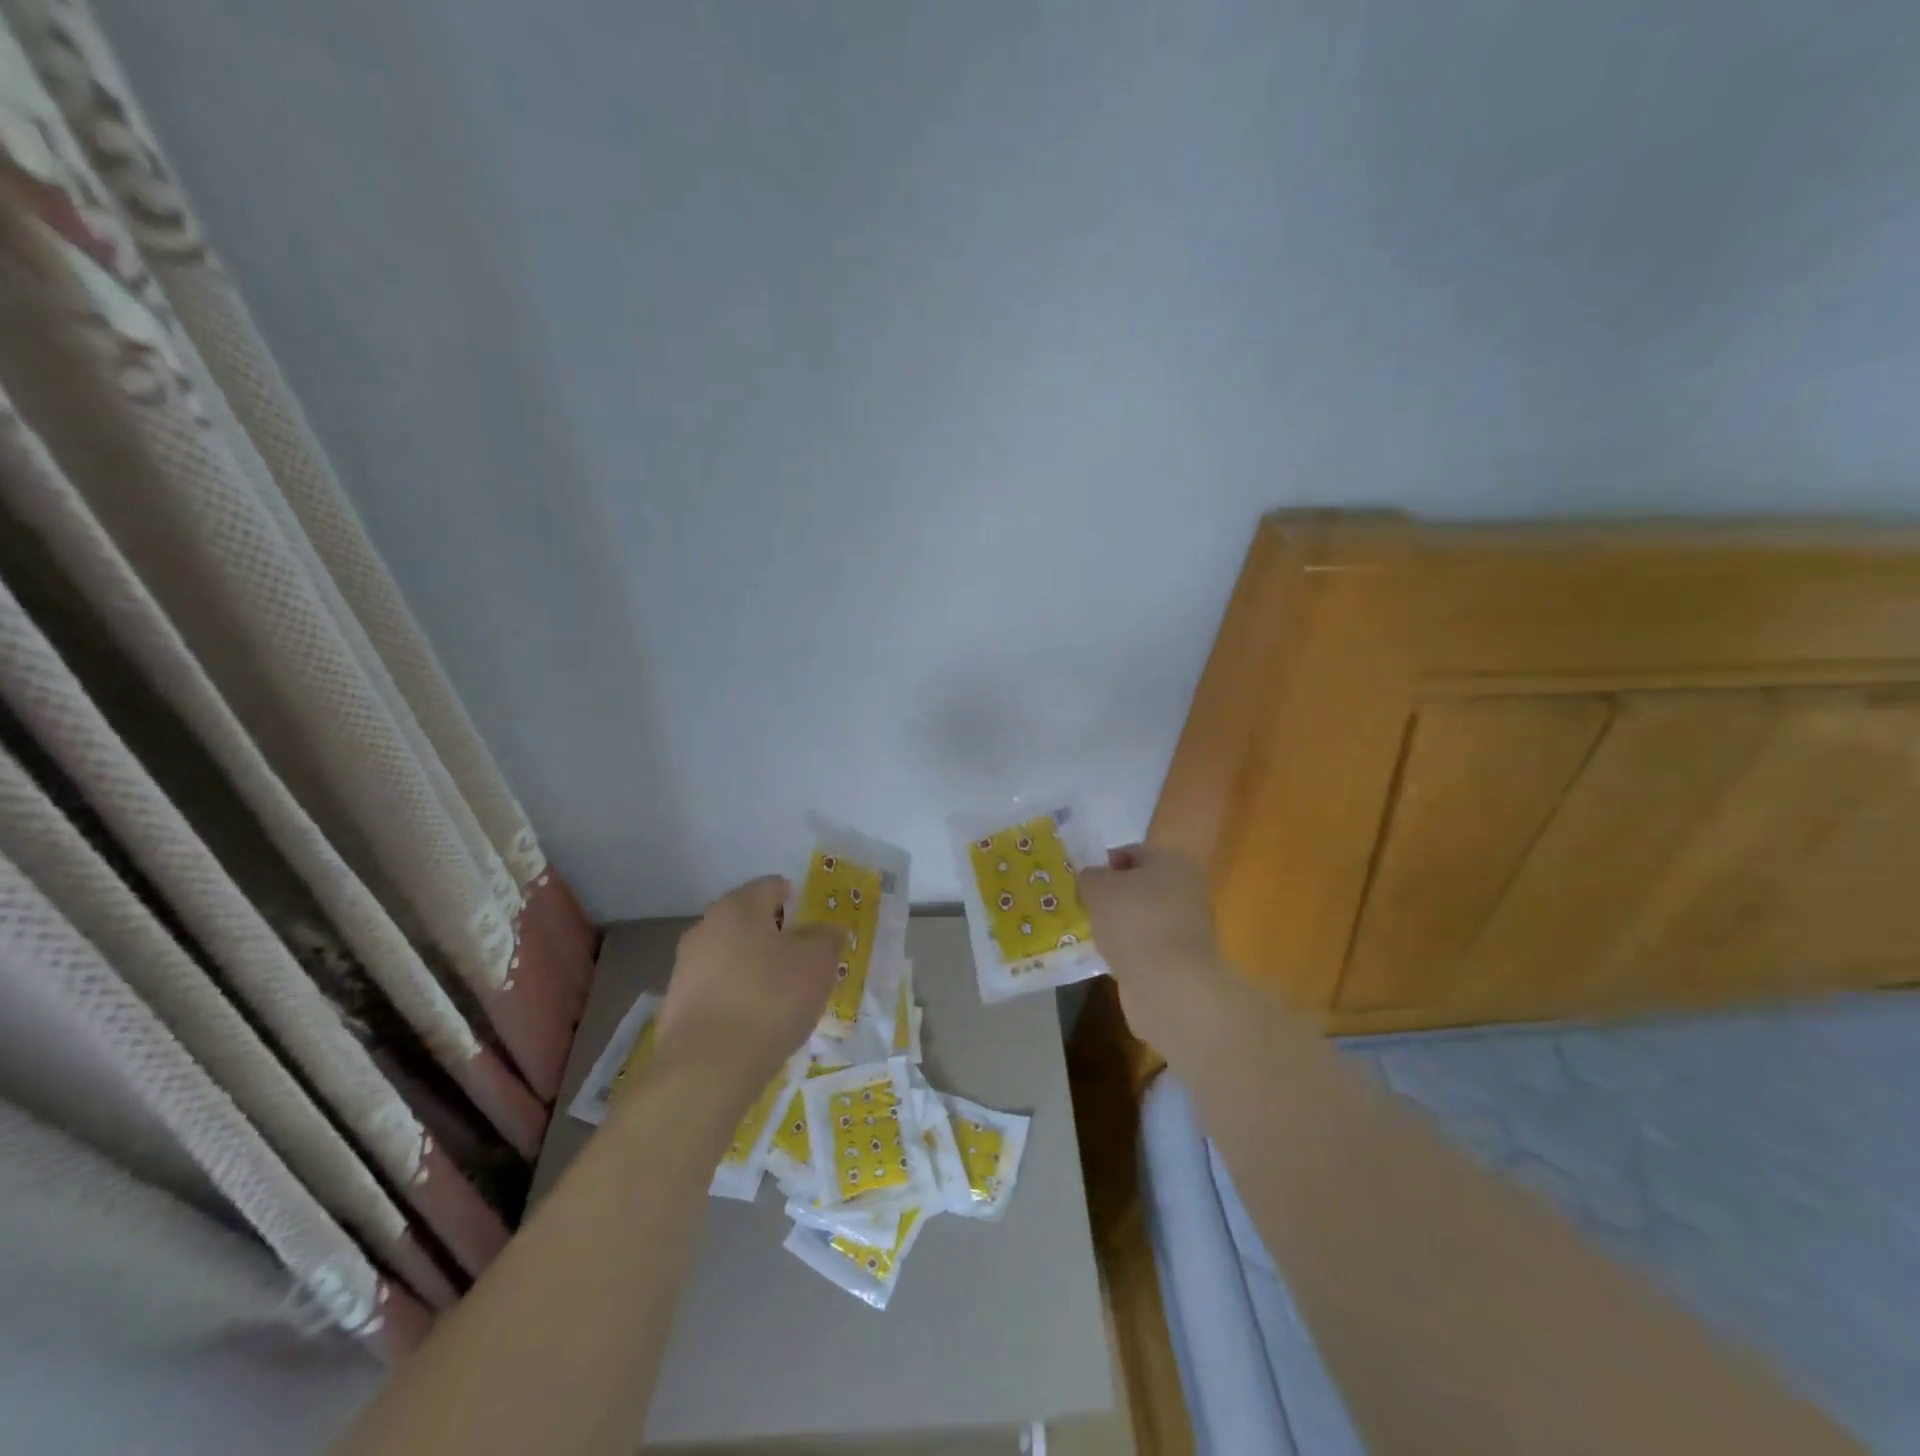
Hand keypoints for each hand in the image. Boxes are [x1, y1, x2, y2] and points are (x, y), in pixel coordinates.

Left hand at [654, 876, 843, 1096]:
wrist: (708, 1069)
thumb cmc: (771, 999)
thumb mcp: (817, 964)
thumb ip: (826, 939)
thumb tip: (828, 929)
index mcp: (738, 906)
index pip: (772, 886)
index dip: (797, 900)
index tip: (814, 927)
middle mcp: (705, 927)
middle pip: (748, 921)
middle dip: (775, 936)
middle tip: (803, 961)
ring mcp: (685, 967)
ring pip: (730, 956)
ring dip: (754, 968)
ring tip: (782, 997)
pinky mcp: (676, 1005)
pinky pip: (717, 989)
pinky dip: (737, 996)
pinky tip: (755, 1022)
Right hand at [1078, 844, 1234, 1040]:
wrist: (1171, 985)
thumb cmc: (1134, 922)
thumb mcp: (1099, 888)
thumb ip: (1090, 876)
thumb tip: (1092, 878)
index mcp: (1172, 862)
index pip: (1132, 852)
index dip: (1104, 863)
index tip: (1082, 882)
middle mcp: (1186, 889)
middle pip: (1140, 886)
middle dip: (1112, 896)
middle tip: (1084, 908)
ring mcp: (1188, 927)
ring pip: (1143, 917)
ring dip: (1120, 925)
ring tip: (1093, 935)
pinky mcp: (1182, 960)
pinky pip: (1147, 946)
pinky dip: (1129, 950)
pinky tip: (1110, 959)